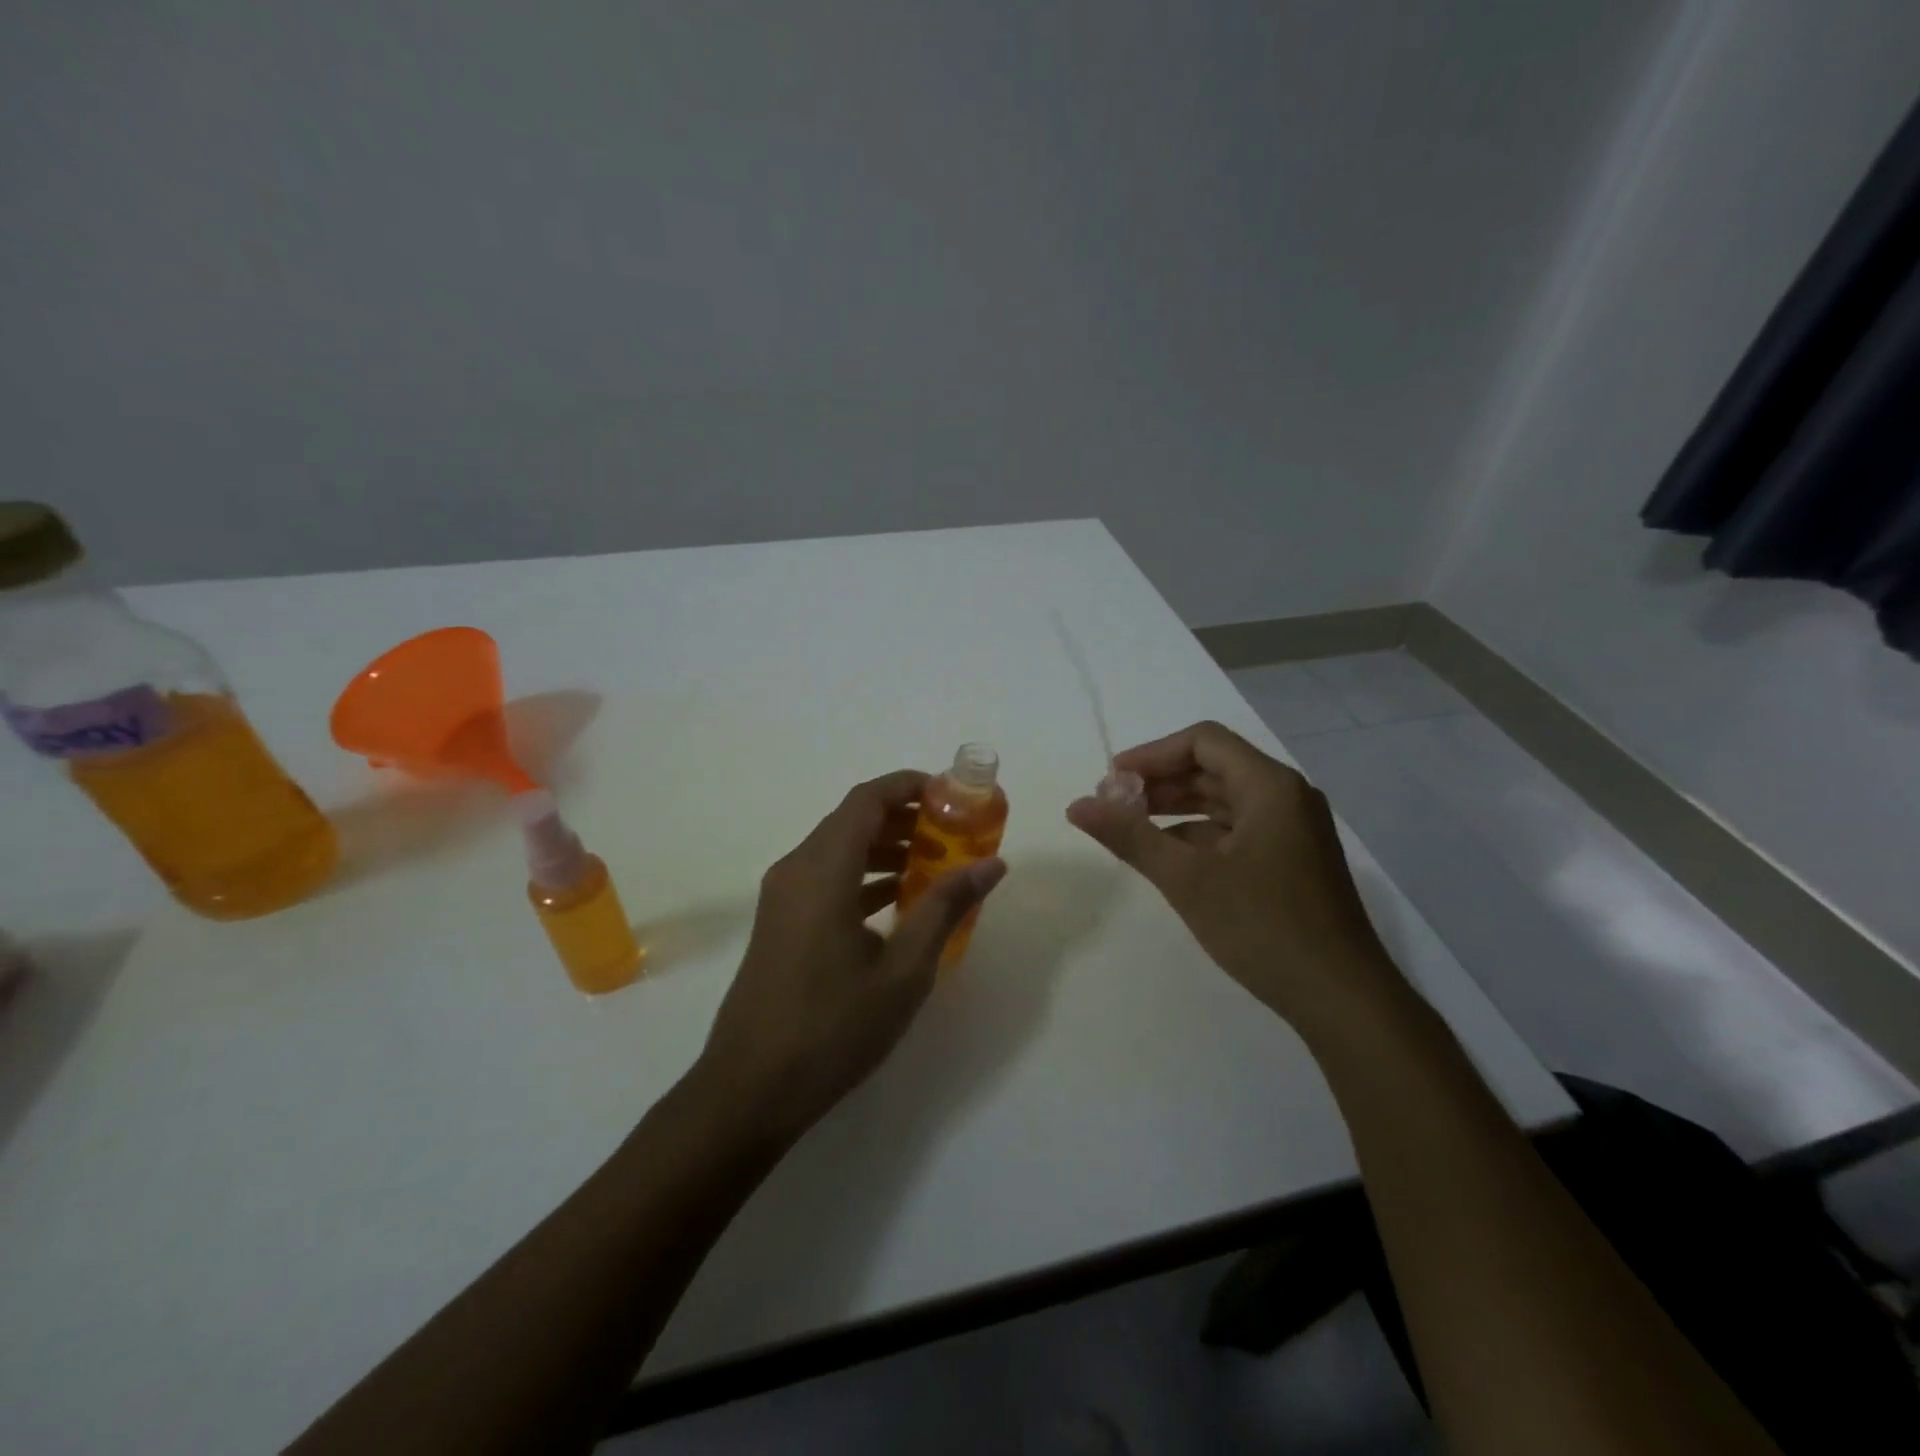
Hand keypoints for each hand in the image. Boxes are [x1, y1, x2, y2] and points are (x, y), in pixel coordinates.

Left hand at [699, 770, 1006, 1139]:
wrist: (750, 1089)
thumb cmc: (832, 1027)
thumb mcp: (904, 970)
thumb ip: (945, 907)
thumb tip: (992, 865)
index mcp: (823, 870)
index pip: (868, 799)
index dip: (910, 785)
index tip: (953, 795)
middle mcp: (797, 869)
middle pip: (853, 819)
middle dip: (905, 817)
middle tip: (955, 832)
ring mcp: (783, 896)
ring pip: (840, 849)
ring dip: (886, 847)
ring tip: (936, 864)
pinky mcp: (781, 921)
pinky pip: (827, 877)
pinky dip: (864, 875)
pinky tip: (899, 900)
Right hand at [1067, 721, 1406, 1038]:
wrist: (1341, 998)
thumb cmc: (1263, 927)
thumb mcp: (1187, 879)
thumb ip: (1130, 836)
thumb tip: (1076, 805)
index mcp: (1270, 786)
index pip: (1203, 742)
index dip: (1153, 754)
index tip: (1112, 780)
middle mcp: (1286, 797)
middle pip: (1214, 768)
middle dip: (1161, 782)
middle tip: (1115, 805)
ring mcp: (1294, 830)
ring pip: (1225, 800)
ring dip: (1178, 808)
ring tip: (1133, 828)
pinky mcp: (1293, 860)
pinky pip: (1238, 829)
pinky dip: (1201, 834)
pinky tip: (1171, 858)